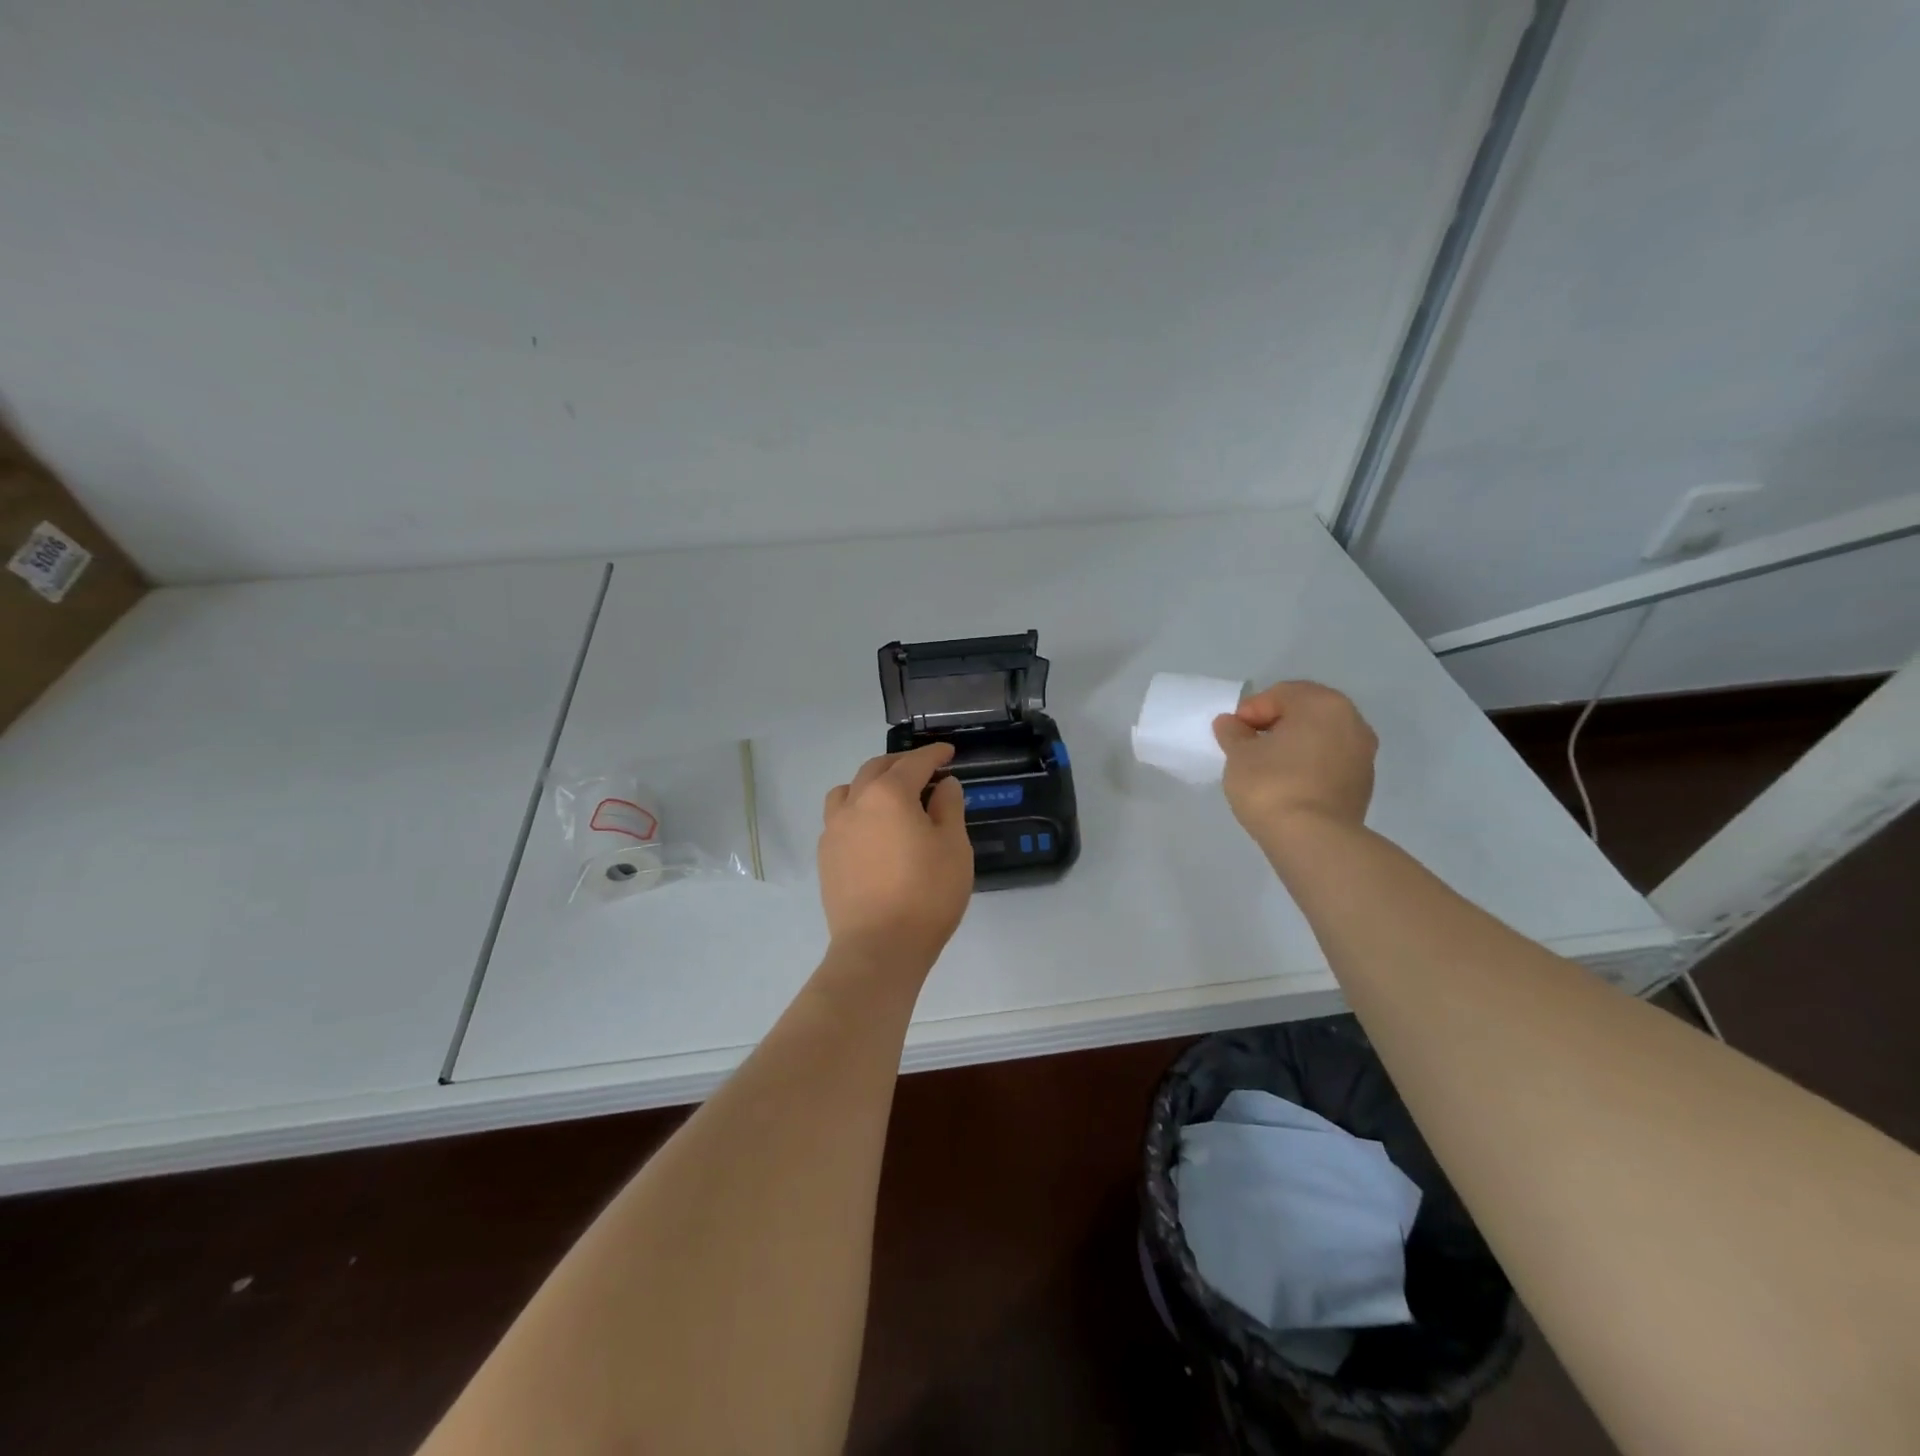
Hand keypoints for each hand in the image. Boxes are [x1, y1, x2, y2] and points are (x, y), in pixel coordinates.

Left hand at [818, 743, 974, 967]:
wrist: (879, 947)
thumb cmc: (926, 894)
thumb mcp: (954, 846)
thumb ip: (949, 807)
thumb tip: (944, 785)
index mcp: (889, 794)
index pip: (914, 763)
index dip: (934, 754)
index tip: (948, 752)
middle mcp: (855, 803)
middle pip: (877, 769)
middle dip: (901, 764)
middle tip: (924, 771)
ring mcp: (834, 830)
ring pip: (849, 790)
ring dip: (871, 784)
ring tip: (890, 797)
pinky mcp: (826, 856)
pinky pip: (839, 818)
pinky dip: (857, 811)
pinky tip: (872, 830)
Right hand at [1213, 680, 1376, 846]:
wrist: (1314, 839)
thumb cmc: (1272, 785)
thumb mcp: (1239, 755)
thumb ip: (1233, 733)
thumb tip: (1231, 723)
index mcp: (1323, 704)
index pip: (1280, 694)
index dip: (1250, 711)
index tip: (1232, 735)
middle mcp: (1352, 721)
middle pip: (1304, 713)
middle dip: (1275, 725)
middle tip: (1248, 747)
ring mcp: (1363, 754)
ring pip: (1319, 738)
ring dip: (1294, 746)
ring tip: (1267, 768)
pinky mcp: (1363, 783)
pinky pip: (1329, 762)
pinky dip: (1308, 766)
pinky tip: (1287, 785)